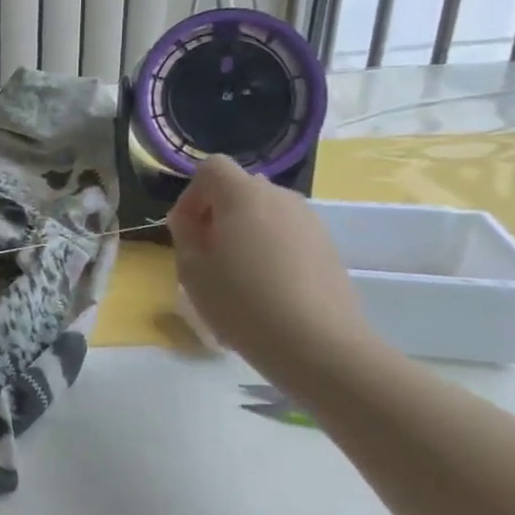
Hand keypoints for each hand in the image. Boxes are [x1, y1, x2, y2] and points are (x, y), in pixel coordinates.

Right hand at [168, 155, 374, 374]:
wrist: (319, 345)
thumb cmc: (242, 303)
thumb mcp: (191, 269)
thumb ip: (185, 234)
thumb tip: (191, 220)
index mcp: (243, 195)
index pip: (211, 168)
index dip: (192, 195)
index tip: (186, 231)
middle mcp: (280, 197)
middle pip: (240, 189)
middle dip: (218, 214)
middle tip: (207, 255)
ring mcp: (310, 222)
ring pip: (265, 213)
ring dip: (245, 232)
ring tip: (237, 274)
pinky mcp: (328, 248)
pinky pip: (287, 235)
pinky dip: (271, 250)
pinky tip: (267, 289)